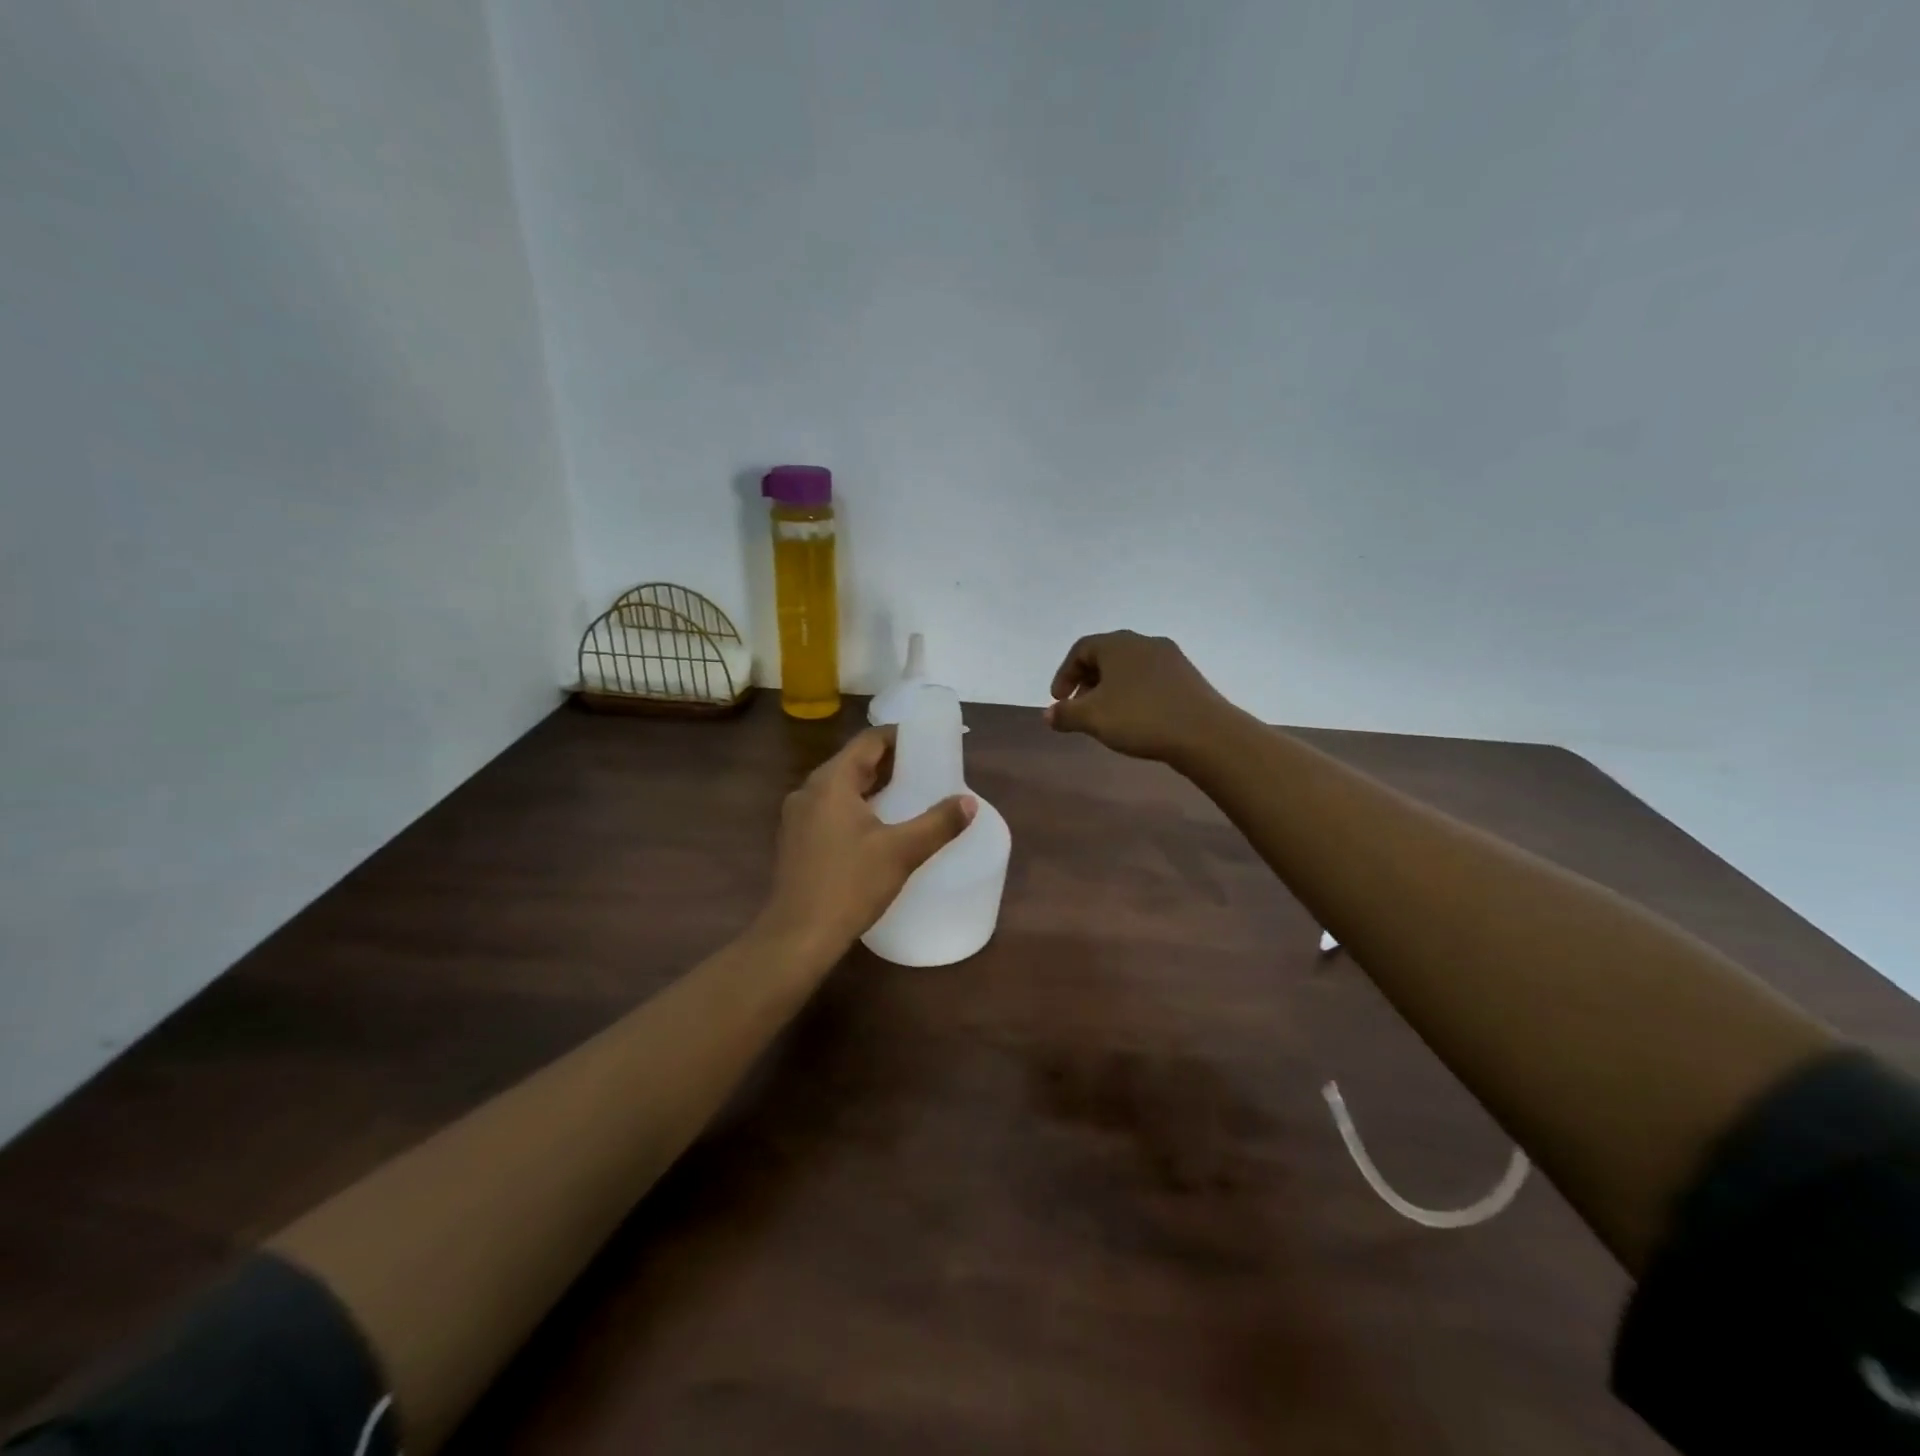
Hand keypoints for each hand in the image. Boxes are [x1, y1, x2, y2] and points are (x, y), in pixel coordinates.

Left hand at [757, 726, 976, 963]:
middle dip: (889, 761)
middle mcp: (809, 790)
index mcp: (831, 782)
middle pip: (853, 762)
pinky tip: (877, 826)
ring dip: (872, 785)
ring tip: (907, 793)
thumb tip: (969, 802)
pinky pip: (830, 808)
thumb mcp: (901, 852)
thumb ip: (938, 823)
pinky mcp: (795, 840)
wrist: (798, 935)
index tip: (927, 740)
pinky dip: (855, 806)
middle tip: (925, 767)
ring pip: (840, 787)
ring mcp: (797, 816)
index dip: (899, 735)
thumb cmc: (850, 885)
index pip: (868, 741)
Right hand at [1044, 631, 1235, 762]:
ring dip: (1111, 688)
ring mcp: (1169, 658)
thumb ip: (1065, 714)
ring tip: (1106, 715)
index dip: (1064, 674)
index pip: (1081, 649)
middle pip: (1106, 656)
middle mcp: (1143, 642)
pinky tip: (1136, 717)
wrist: (1204, 733)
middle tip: (1079, 708)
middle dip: (1087, 681)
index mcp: (1117, 644)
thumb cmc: (1140, 718)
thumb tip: (1048, 714)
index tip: (1059, 701)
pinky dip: (1134, 692)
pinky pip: (1150, 678)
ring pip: (1129, 667)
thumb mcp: (1092, 718)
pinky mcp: (1187, 676)